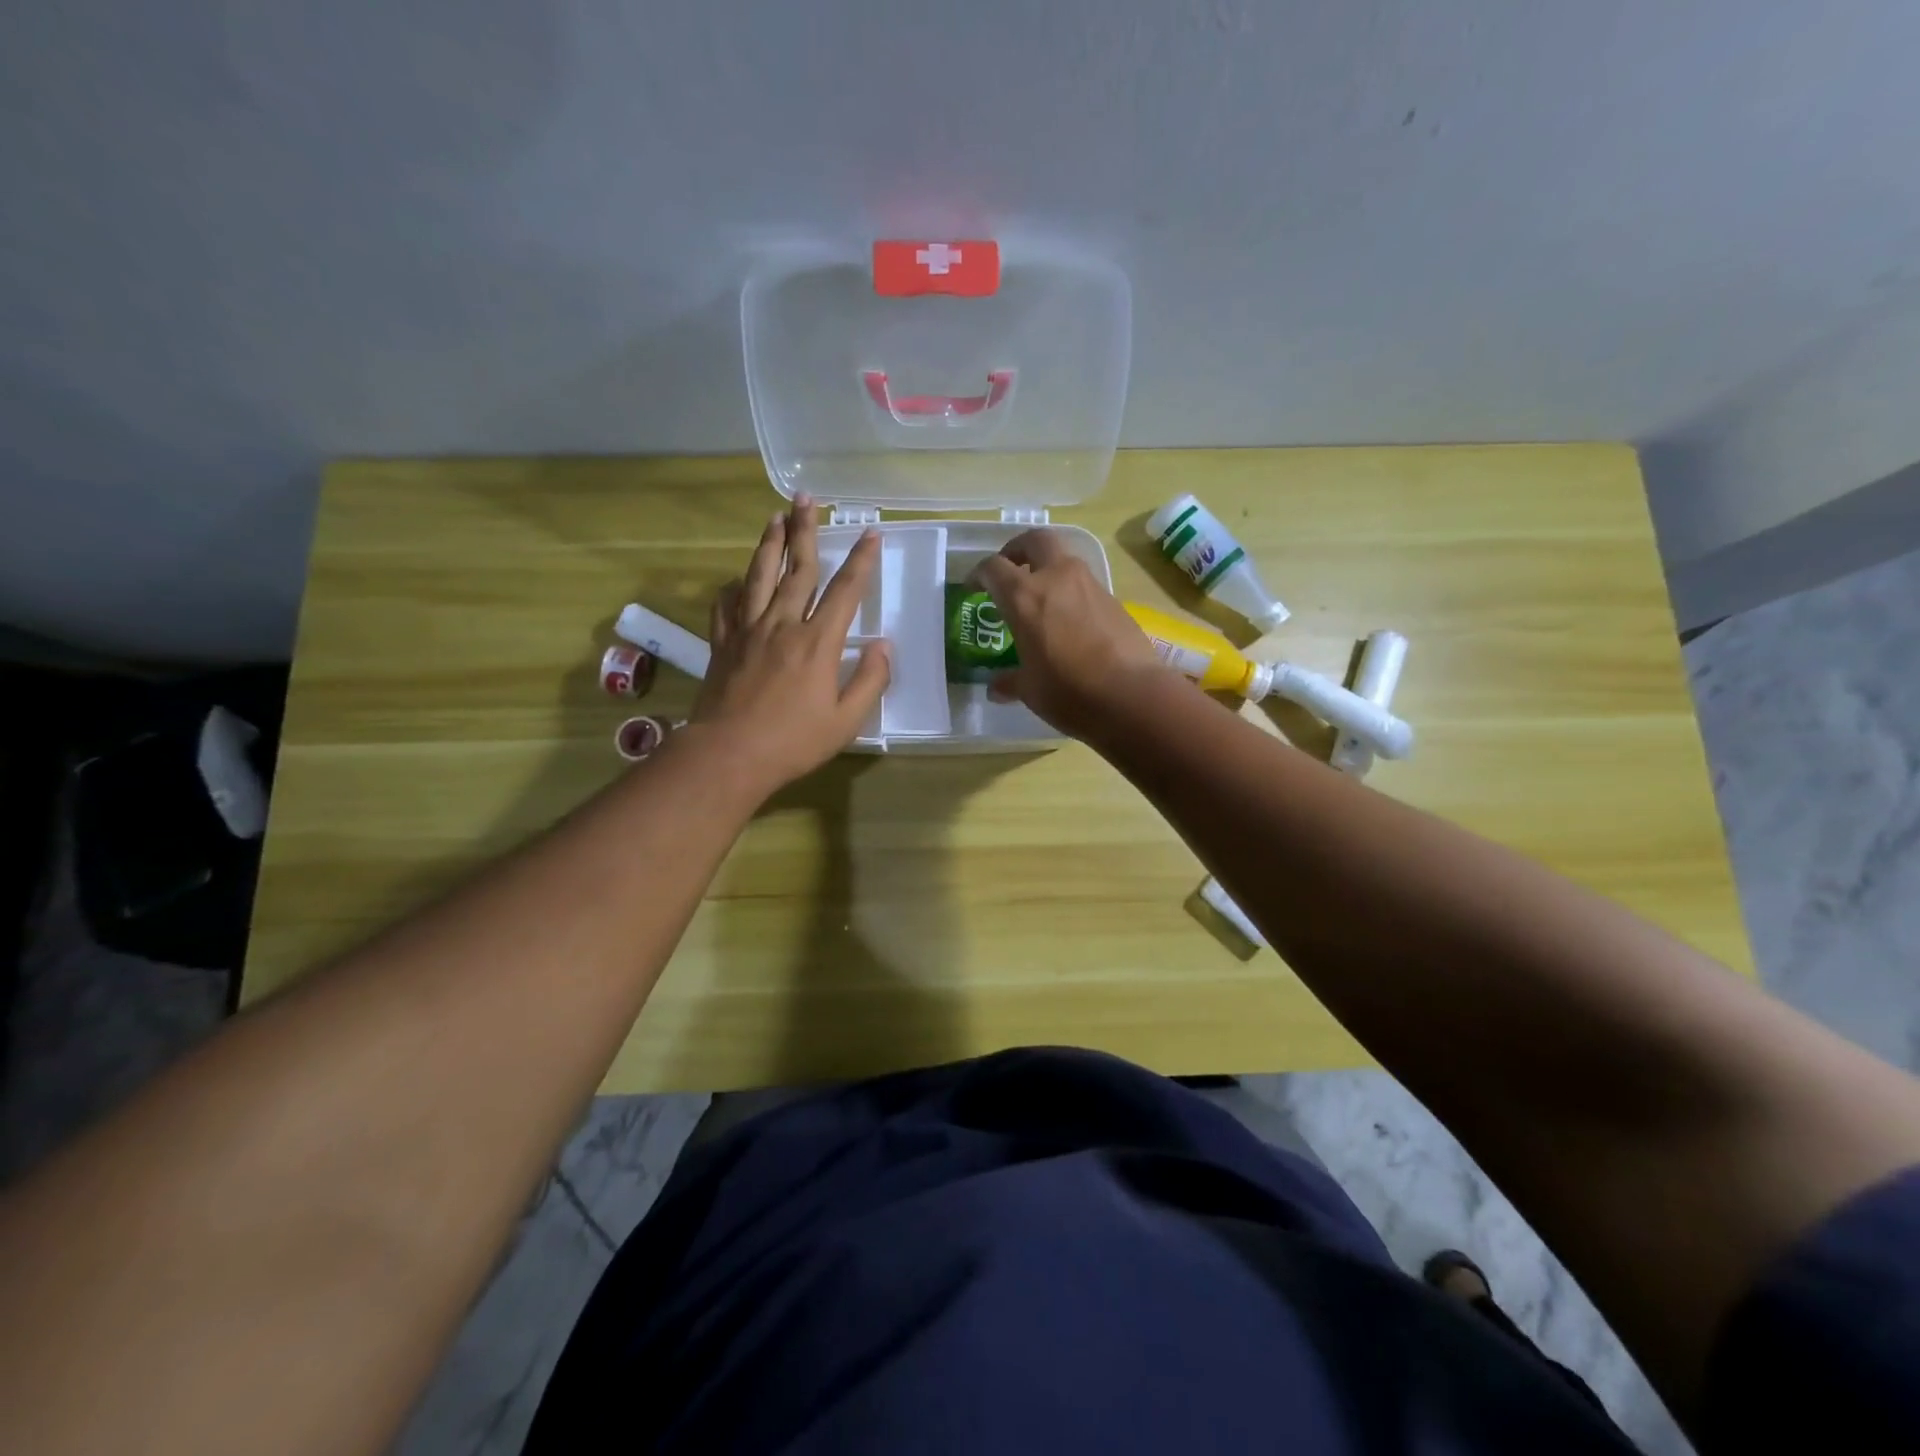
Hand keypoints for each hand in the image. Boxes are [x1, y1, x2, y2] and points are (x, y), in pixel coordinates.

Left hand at [689, 496, 889, 792]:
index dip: (860, 560)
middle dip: (805, 531)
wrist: (728, 755)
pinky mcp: (722, 643)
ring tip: (775, 517)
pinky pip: (727, 605)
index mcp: (818, 642)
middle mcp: (782, 624)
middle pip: (798, 569)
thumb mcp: (846, 720)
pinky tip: (738, 579)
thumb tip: (884, 646)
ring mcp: (748, 630)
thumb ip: (870, 681)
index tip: (870, 533)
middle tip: (807, 499)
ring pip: (759, 576)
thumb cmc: (793, 742)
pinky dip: (734, 586)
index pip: (845, 591)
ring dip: (769, 544)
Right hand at [974, 530, 1162, 737]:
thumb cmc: (1069, 691)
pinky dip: (1071, 593)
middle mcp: (1057, 579)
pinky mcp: (1114, 600)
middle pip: (1035, 541)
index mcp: (1024, 597)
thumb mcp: (1030, 690)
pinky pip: (1085, 586)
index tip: (974, 586)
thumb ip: (1010, 681)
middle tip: (1010, 569)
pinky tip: (1069, 622)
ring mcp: (1090, 586)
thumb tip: (996, 687)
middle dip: (1018, 549)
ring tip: (1041, 600)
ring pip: (1064, 560)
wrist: (1132, 695)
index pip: (993, 568)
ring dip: (1049, 570)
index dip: (979, 574)